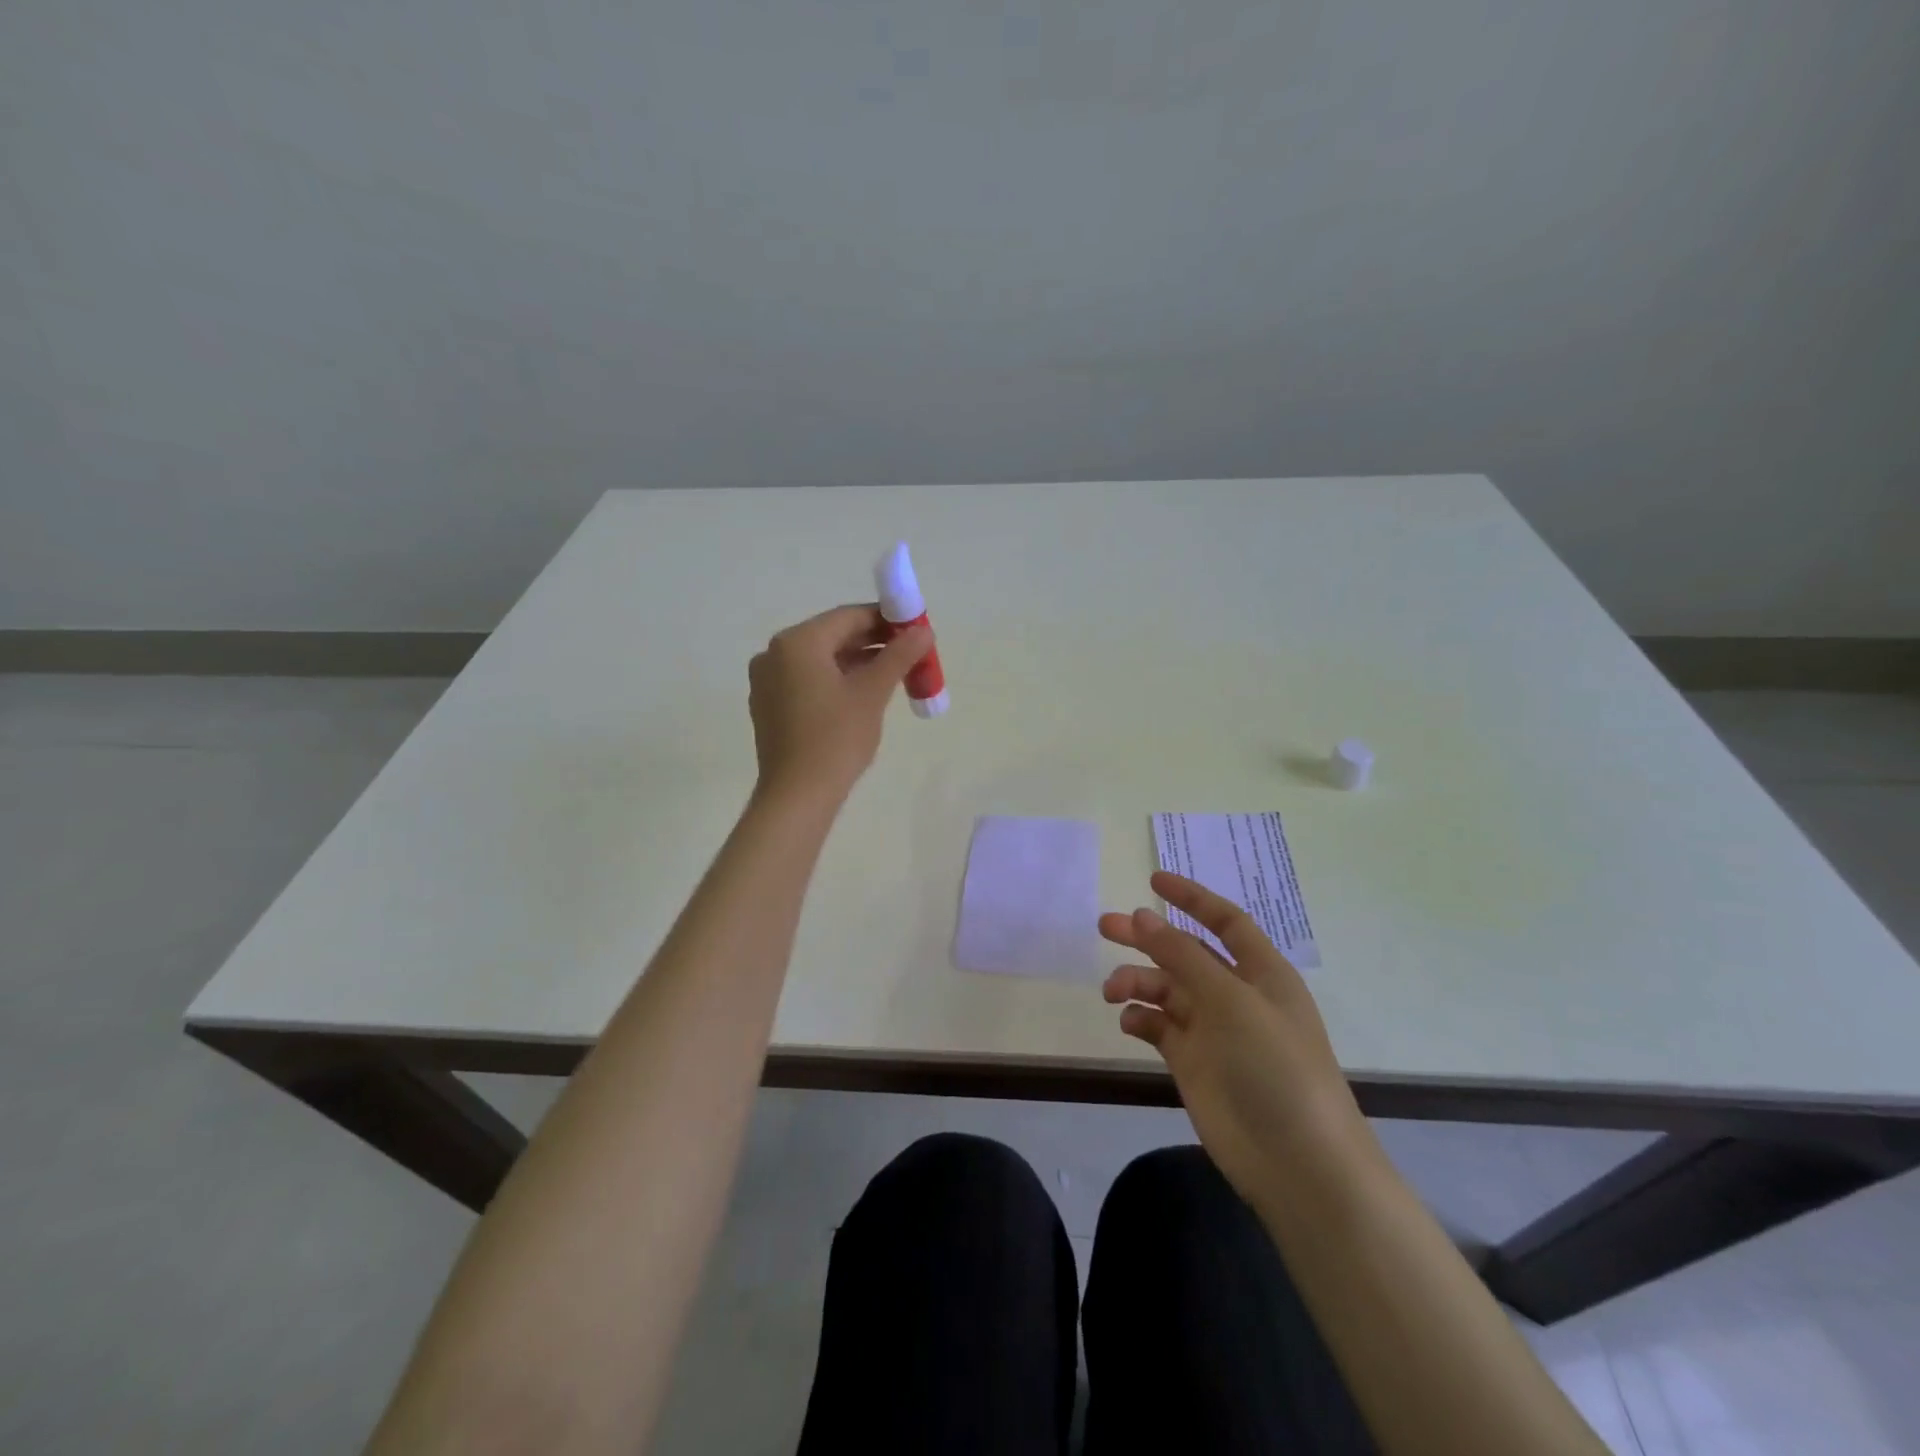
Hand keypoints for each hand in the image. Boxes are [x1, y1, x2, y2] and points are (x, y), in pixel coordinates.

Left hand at [748, 604, 932, 801]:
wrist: (797, 795)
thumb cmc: (836, 738)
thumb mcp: (872, 693)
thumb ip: (898, 655)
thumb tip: (924, 631)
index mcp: (797, 642)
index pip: (848, 616)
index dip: (886, 619)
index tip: (916, 629)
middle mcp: (775, 653)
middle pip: (833, 636)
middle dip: (873, 642)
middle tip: (910, 653)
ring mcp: (767, 681)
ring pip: (821, 660)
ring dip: (857, 663)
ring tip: (894, 674)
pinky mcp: (769, 706)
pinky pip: (808, 680)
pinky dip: (836, 680)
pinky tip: (863, 694)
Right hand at [1099, 871, 1364, 1207]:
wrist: (1298, 1164)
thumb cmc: (1276, 1068)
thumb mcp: (1231, 1001)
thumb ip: (1182, 956)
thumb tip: (1142, 915)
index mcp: (1261, 972)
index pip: (1225, 921)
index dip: (1191, 898)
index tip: (1152, 882)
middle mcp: (1235, 995)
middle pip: (1185, 952)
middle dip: (1146, 937)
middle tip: (1104, 926)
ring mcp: (1213, 1030)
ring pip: (1165, 989)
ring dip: (1136, 981)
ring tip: (1111, 990)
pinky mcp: (1192, 1062)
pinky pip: (1158, 1026)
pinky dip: (1140, 1018)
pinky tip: (1128, 1022)